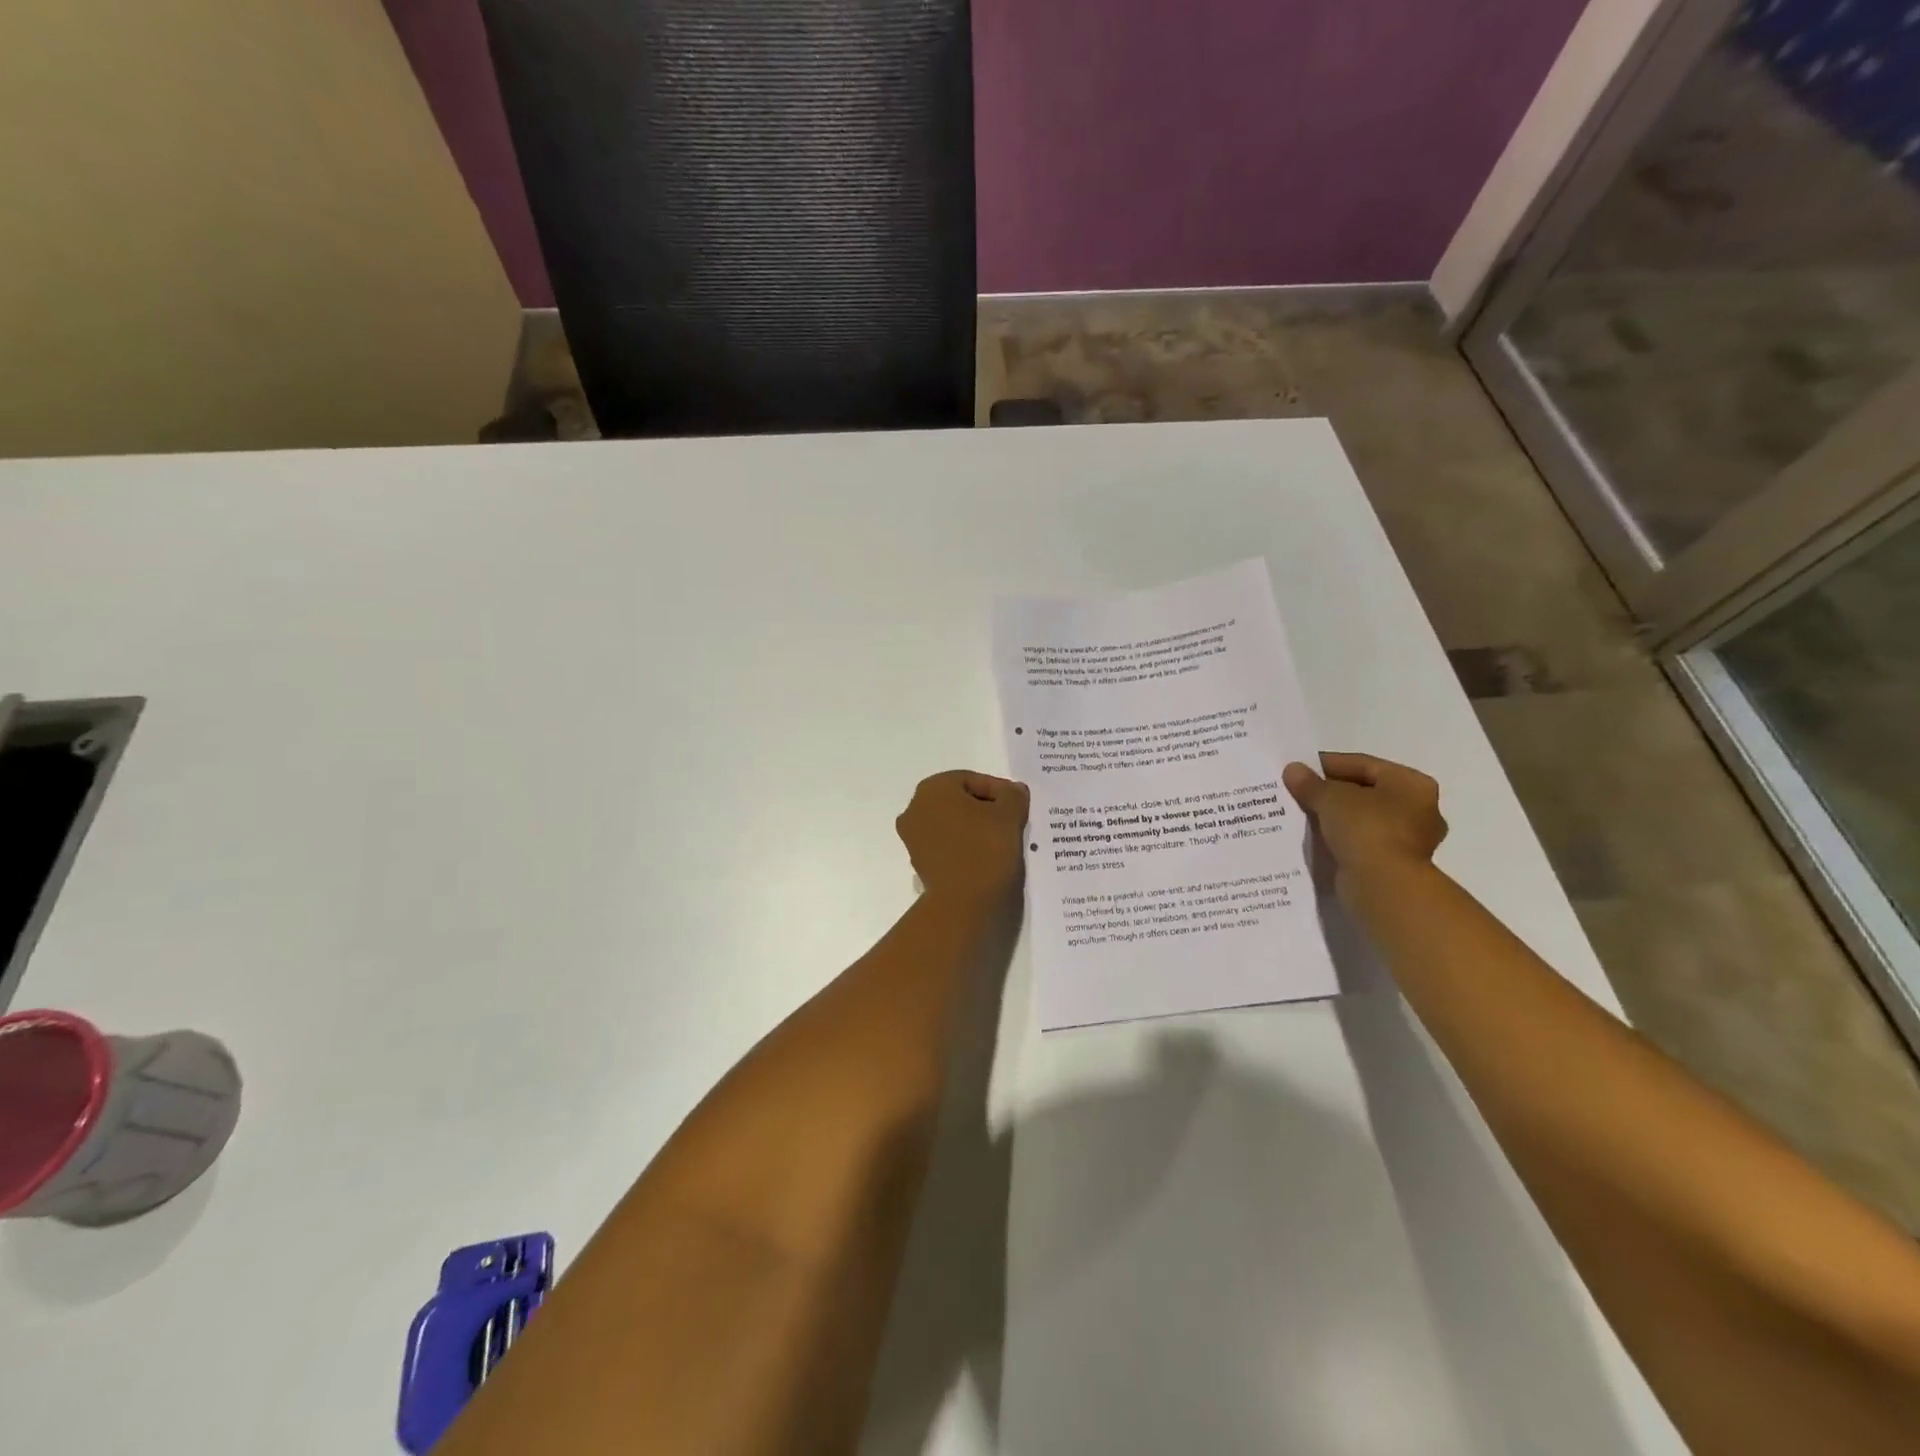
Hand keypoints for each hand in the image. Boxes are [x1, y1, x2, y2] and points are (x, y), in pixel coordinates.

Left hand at [896, 771, 1030, 902]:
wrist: (964, 904)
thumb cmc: (985, 849)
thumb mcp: (1009, 815)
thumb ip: (1013, 795)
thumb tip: (1013, 791)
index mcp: (932, 788)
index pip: (973, 780)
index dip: (1000, 791)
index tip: (1019, 806)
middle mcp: (915, 808)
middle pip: (960, 801)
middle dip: (986, 809)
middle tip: (1013, 821)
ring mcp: (913, 838)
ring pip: (953, 824)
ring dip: (976, 828)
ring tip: (1003, 841)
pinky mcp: (919, 863)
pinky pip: (948, 845)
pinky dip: (966, 846)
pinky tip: (987, 857)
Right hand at [1282, 753, 1446, 897]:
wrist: (1383, 886)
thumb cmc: (1366, 829)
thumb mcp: (1331, 798)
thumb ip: (1311, 783)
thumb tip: (1293, 770)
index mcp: (1412, 784)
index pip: (1364, 765)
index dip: (1329, 764)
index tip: (1300, 768)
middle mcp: (1418, 809)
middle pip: (1365, 792)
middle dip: (1331, 792)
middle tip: (1299, 791)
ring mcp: (1408, 840)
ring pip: (1361, 819)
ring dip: (1334, 817)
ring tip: (1301, 813)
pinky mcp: (1393, 864)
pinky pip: (1360, 842)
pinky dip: (1339, 838)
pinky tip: (1314, 837)